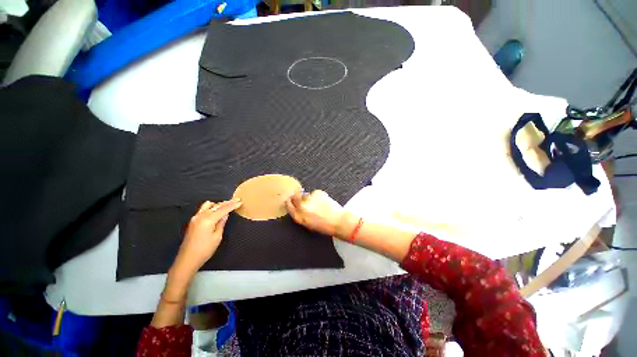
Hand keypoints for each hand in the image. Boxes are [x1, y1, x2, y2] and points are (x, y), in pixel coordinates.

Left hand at [171, 199, 241, 278]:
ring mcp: (195, 218)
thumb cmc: (204, 250)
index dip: (232, 205)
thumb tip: (225, 215)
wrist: (187, 259)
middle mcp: (200, 216)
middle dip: (227, 203)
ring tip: (227, 204)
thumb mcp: (217, 237)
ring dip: (219, 204)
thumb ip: (221, 223)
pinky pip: (204, 209)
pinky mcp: (193, 221)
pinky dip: (212, 207)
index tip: (240, 202)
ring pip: (209, 205)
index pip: (223, 209)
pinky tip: (216, 210)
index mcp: (208, 220)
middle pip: (216, 205)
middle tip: (236, 200)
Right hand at [285, 190, 350, 236]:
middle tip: (307, 201)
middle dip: (299, 198)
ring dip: (310, 198)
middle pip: (295, 197)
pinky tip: (324, 202)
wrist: (338, 221)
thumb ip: (301, 215)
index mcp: (299, 217)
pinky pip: (315, 193)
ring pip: (306, 194)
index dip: (290, 202)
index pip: (289, 205)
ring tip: (319, 204)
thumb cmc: (325, 226)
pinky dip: (318, 196)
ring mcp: (309, 198)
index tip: (291, 200)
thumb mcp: (308, 224)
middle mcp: (301, 206)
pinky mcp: (317, 192)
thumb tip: (298, 206)